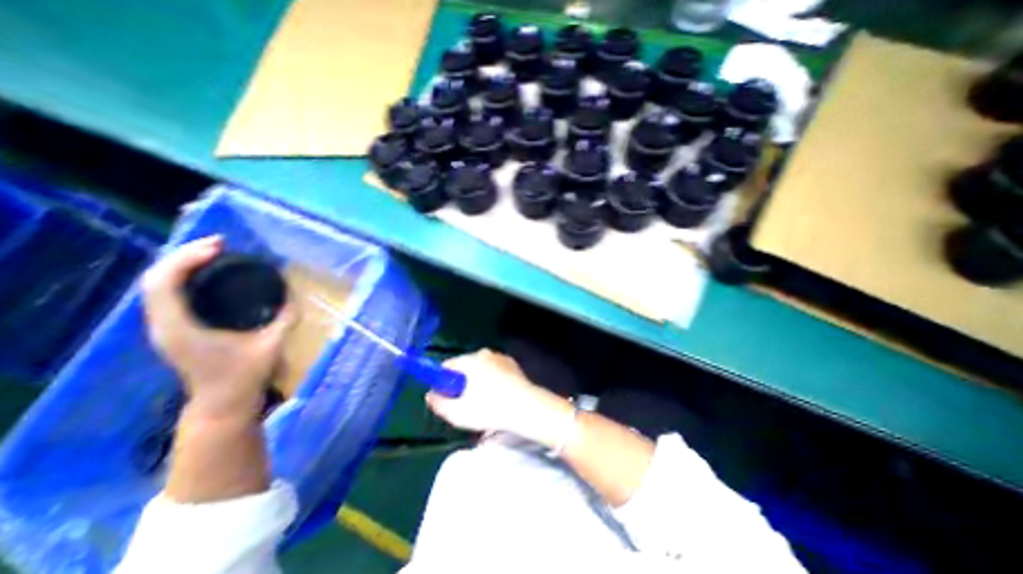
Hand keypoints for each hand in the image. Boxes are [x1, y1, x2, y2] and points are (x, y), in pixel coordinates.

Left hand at [139, 236, 292, 418]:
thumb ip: (285, 319)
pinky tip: (209, 274)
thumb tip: (296, 297)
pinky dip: (185, 277)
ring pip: (158, 285)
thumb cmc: (244, 376)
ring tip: (214, 253)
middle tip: (219, 244)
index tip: (218, 247)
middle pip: (155, 279)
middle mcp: (163, 324)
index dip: (186, 259)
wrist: (222, 404)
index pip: (164, 283)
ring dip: (182, 264)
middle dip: (184, 255)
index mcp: (179, 328)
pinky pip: (169, 294)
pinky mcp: (174, 329)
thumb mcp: (271, 345)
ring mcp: (165, 327)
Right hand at [429, 348, 579, 446]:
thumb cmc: (490, 410)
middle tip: (465, 403)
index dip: (442, 381)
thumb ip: (439, 403)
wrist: (527, 407)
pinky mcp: (512, 364)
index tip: (446, 396)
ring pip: (480, 368)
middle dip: (460, 382)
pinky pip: (494, 369)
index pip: (447, 365)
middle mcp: (484, 353)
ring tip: (483, 402)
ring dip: (477, 381)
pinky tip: (497, 395)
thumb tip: (430, 395)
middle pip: (464, 366)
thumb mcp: (458, 413)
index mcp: (470, 361)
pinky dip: (491, 379)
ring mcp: (500, 357)